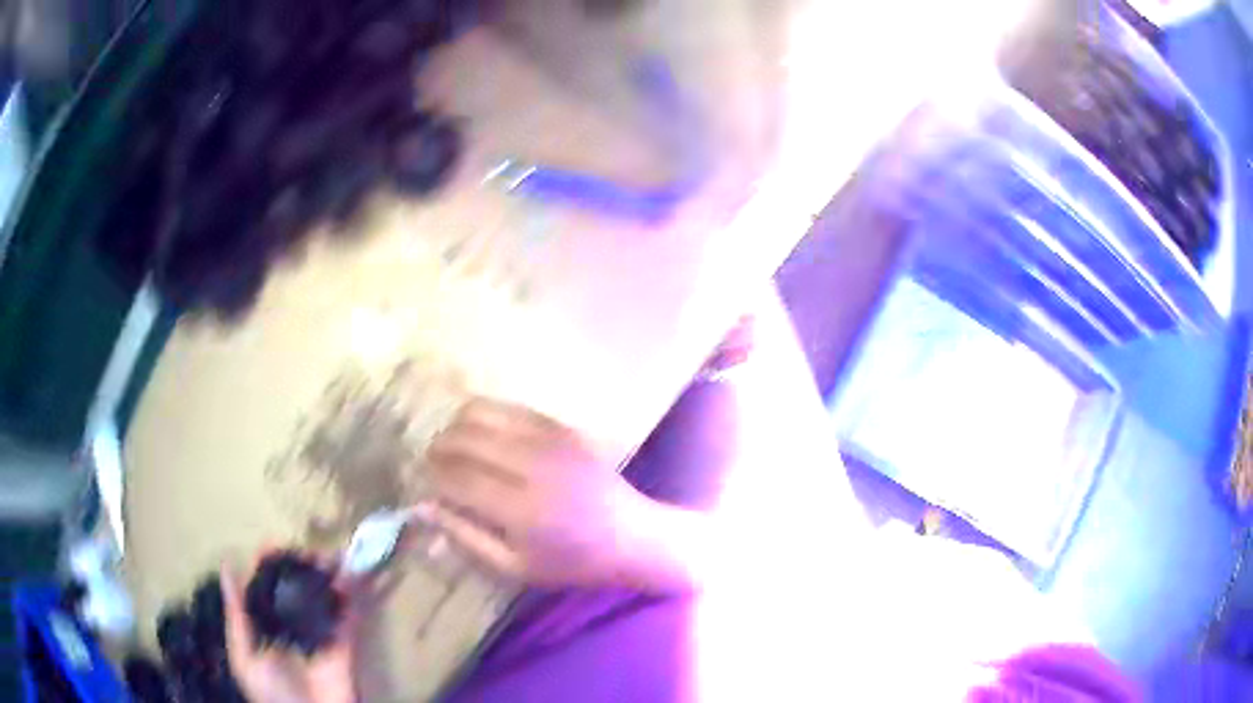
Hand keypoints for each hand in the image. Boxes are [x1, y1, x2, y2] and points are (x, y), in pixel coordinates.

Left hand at [220, 555, 358, 702]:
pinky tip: (350, 576)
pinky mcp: (346, 645)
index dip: (269, 566)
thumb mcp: (245, 657)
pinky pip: (349, 618)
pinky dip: (352, 596)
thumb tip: (228, 565)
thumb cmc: (273, 694)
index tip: (271, 544)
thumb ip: (237, 614)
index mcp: (268, 628)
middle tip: (306, 551)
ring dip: (328, 575)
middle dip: (302, 566)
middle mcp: (294, 626)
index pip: (268, 589)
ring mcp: (321, 635)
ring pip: (324, 598)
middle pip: (298, 589)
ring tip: (329, 557)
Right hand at [422, 398, 656, 587]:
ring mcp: (549, 439)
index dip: (432, 477)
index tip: (424, 484)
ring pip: (480, 412)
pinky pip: (508, 407)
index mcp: (521, 509)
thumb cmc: (571, 562)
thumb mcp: (514, 567)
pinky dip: (484, 417)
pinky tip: (483, 437)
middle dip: (437, 449)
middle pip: (463, 438)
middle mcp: (532, 465)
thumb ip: (466, 538)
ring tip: (455, 448)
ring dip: (456, 427)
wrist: (630, 535)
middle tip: (435, 466)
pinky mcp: (561, 426)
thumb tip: (424, 507)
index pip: (457, 478)